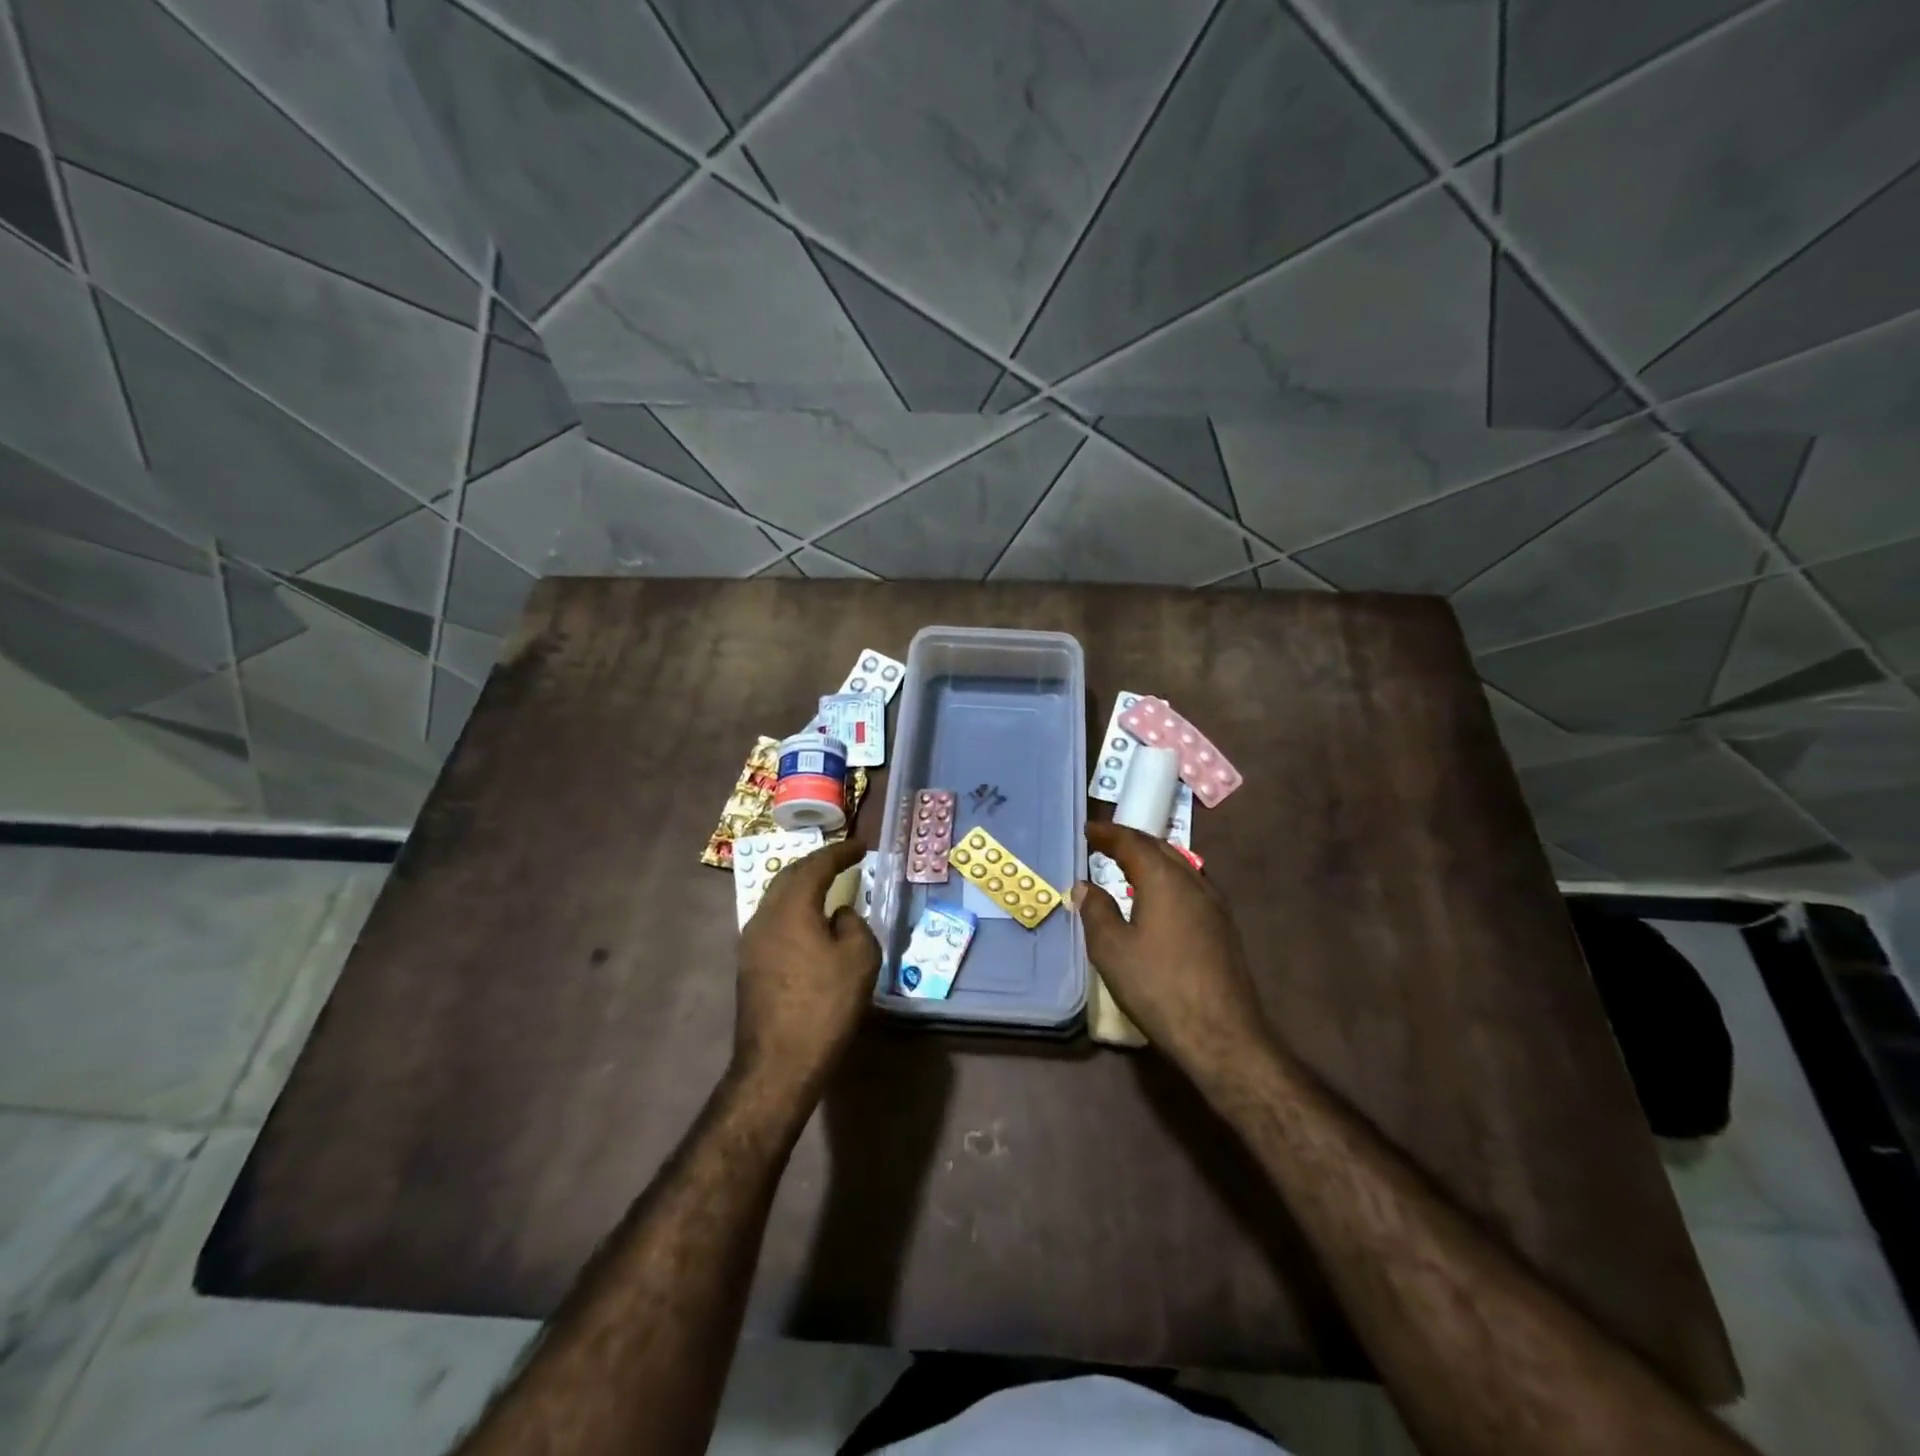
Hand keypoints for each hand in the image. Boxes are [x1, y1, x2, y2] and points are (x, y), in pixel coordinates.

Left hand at [733, 839, 879, 1101]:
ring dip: (803, 886)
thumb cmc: (825, 1006)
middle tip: (842, 860)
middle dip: (817, 864)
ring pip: (777, 898)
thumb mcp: (859, 959)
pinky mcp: (749, 964)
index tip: (861, 846)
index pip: (816, 866)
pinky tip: (809, 921)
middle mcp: (764, 916)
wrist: (778, 1063)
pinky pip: (774, 920)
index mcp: (792, 907)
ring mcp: (751, 941)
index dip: (840, 852)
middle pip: (790, 876)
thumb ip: (853, 925)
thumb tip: (838, 915)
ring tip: (826, 885)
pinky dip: (794, 909)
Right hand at [1075, 822, 1271, 1077]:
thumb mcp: (1111, 950)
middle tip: (1105, 842)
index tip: (1087, 830)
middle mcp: (1193, 881)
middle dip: (1131, 841)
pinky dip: (1166, 879)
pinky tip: (1157, 898)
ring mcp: (1214, 904)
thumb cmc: (1158, 986)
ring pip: (1179, 866)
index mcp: (1164, 879)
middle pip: (1159, 848)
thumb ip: (1096, 911)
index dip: (1108, 833)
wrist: (1221, 1034)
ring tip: (1128, 865)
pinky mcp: (1223, 927)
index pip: (1132, 842)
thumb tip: (1085, 886)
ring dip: (1151, 859)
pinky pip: (1189, 885)